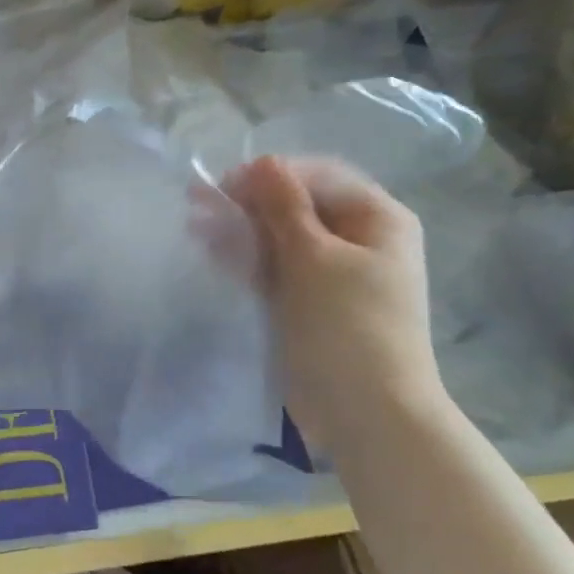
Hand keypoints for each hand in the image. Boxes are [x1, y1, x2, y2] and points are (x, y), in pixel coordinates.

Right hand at [225, 155, 443, 448]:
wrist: (367, 412)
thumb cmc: (347, 326)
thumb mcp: (314, 258)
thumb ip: (284, 206)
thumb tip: (261, 161)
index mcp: (377, 218)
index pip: (316, 176)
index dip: (269, 176)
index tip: (221, 188)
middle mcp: (358, 238)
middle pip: (297, 205)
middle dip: (248, 203)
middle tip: (196, 207)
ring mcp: (334, 272)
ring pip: (281, 237)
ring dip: (241, 230)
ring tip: (196, 231)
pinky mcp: (310, 301)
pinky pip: (277, 267)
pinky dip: (248, 259)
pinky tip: (214, 254)